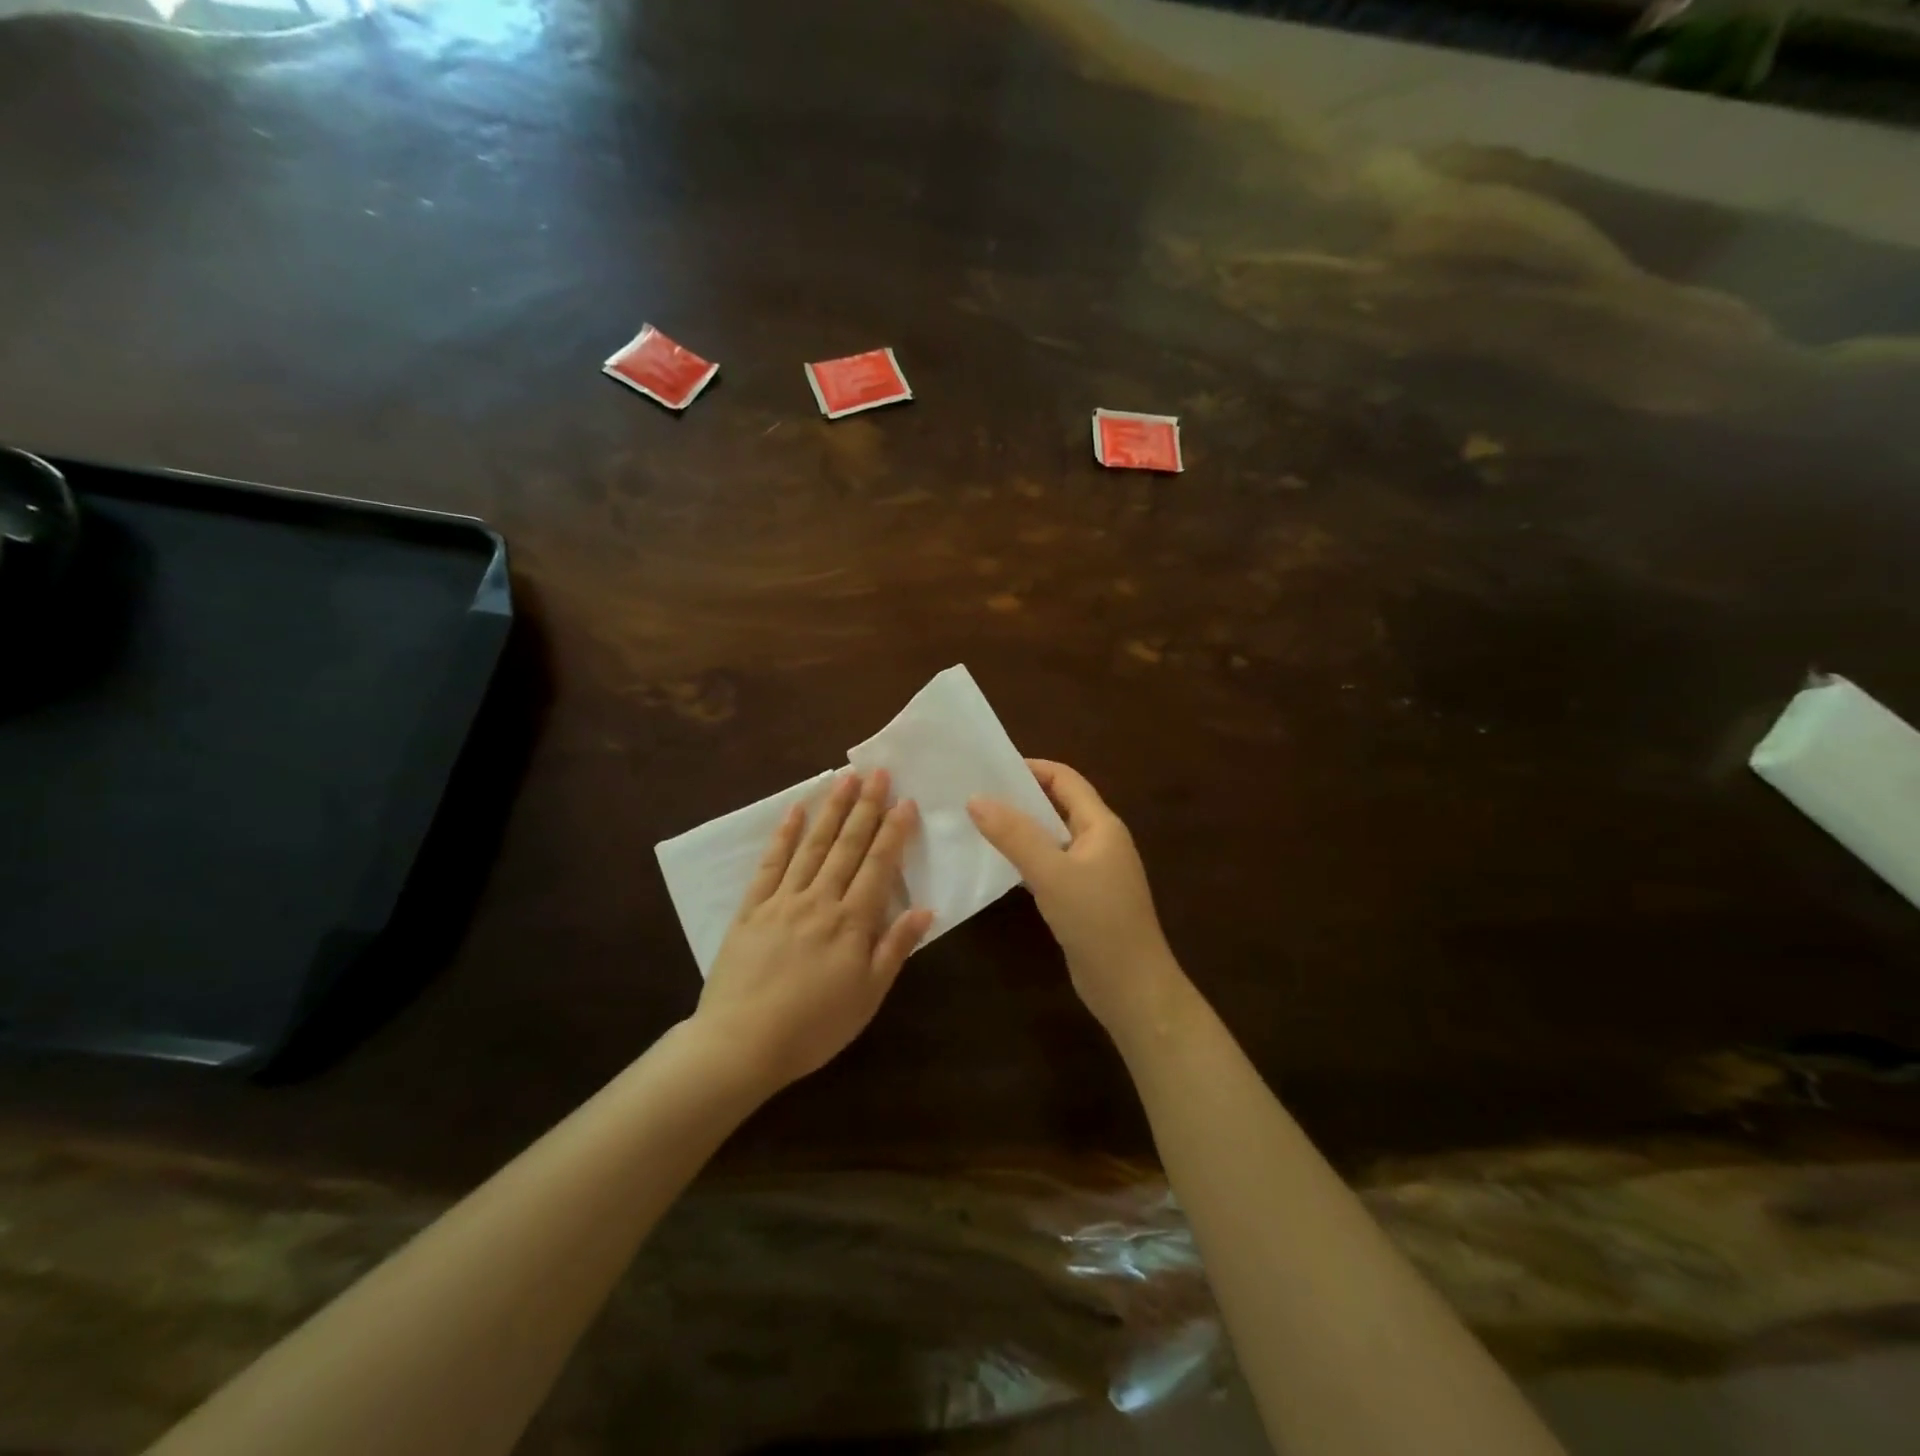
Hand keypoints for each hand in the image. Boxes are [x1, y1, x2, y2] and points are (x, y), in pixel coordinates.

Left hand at [695, 770, 932, 1090]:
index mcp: (851, 923)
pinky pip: (770, 864)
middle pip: (847, 846)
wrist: (741, 1044)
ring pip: (812, 846)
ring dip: (831, 810)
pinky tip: (795, 810)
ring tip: (845, 778)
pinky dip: (784, 835)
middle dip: (866, 807)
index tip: (905, 801)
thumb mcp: (868, 996)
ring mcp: (782, 900)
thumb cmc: (814, 1027)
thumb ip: (895, 948)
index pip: (878, 866)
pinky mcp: (751, 908)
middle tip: (878, 772)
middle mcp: (819, 900)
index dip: (893, 832)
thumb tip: (925, 909)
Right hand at [967, 760, 1186, 1040]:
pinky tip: (1000, 865)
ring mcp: (1093, 872)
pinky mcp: (1083, 899)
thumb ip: (1014, 835)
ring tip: (979, 825)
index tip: (990, 769)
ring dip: (1021, 829)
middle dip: (1021, 798)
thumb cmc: (1097, 921)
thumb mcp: (1052, 873)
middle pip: (1059, 805)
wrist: (1131, 988)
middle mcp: (1100, 842)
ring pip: (1053, 838)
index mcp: (1101, 825)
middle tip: (976, 795)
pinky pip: (1051, 866)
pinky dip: (1027, 858)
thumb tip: (976, 798)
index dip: (1031, 768)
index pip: (1065, 780)